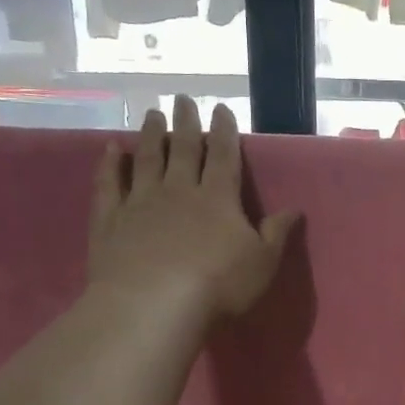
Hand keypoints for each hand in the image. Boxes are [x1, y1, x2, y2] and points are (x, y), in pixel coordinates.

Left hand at [87, 96, 297, 325]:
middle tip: (183, 99)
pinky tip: (111, 149)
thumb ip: (276, 233)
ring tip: (152, 114)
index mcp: (218, 198)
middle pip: (184, 149)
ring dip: (151, 135)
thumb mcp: (262, 262)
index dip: (225, 131)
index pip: (224, 156)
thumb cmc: (217, 285)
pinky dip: (110, 164)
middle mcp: (179, 190)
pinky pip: (109, 184)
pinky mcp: (110, 220)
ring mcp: (141, 202)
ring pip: (147, 159)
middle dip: (186, 123)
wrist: (153, 305)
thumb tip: (295, 209)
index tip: (221, 109)